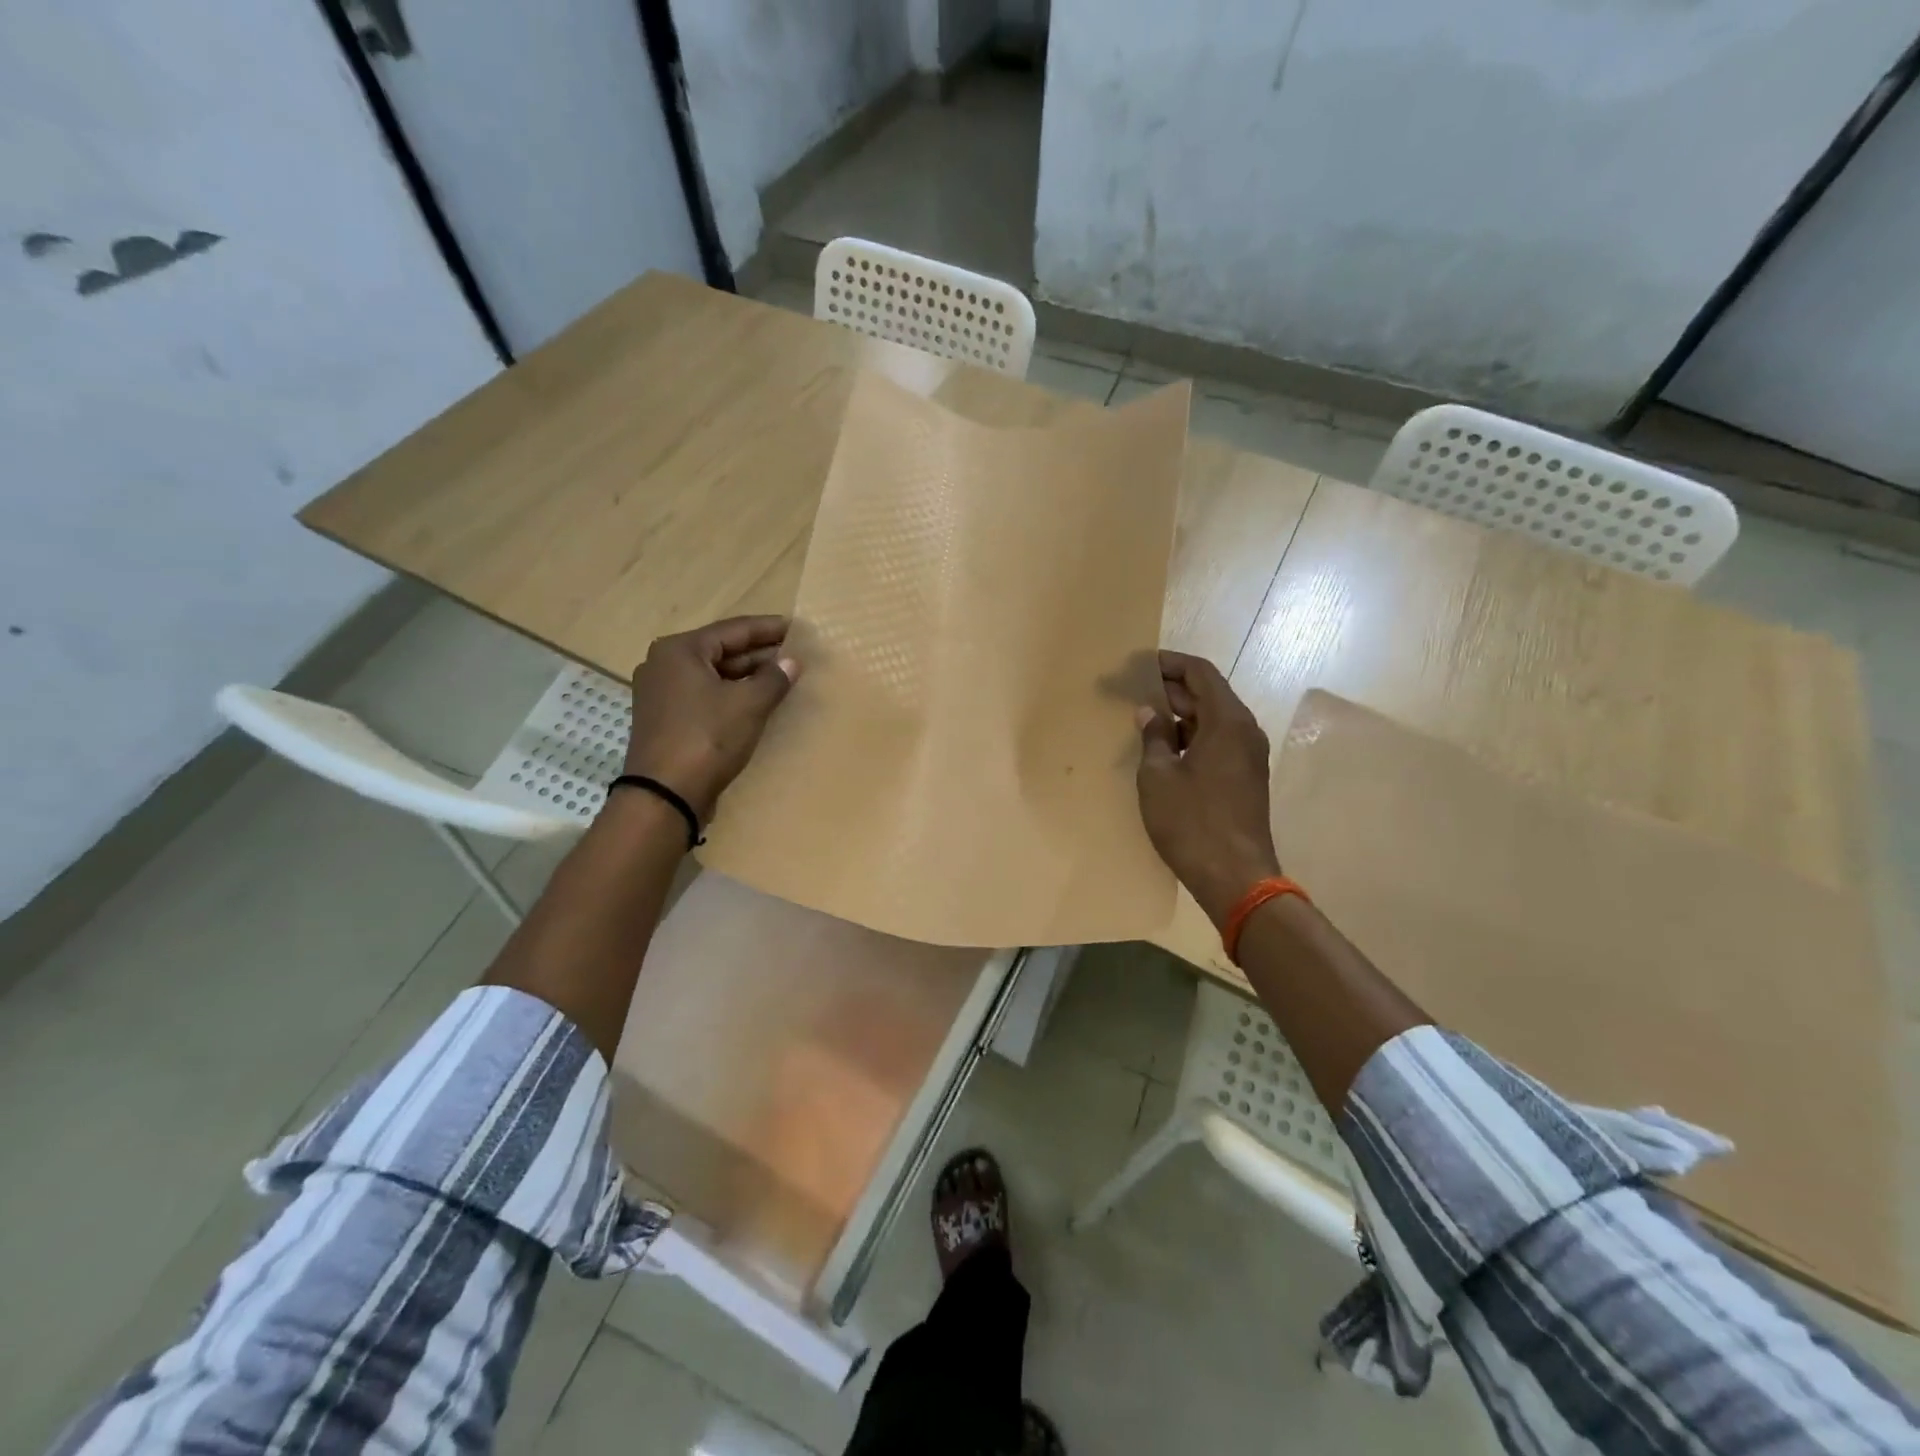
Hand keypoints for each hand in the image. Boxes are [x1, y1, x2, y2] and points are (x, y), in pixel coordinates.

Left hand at [622, 615, 799, 820]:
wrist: (665, 794)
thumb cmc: (707, 738)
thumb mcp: (748, 704)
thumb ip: (774, 678)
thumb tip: (792, 662)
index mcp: (679, 650)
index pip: (732, 630)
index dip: (767, 629)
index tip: (796, 628)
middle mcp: (664, 665)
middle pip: (720, 651)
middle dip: (758, 654)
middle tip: (793, 654)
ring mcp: (661, 694)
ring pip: (713, 676)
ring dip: (746, 676)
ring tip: (781, 677)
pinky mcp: (666, 720)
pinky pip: (704, 696)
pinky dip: (730, 695)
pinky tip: (756, 702)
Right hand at [1136, 650, 1280, 925]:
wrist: (1236, 877)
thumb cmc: (1192, 822)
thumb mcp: (1159, 776)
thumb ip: (1153, 737)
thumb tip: (1149, 713)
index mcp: (1227, 722)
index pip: (1200, 673)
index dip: (1169, 663)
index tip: (1138, 663)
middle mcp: (1244, 731)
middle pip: (1207, 694)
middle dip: (1169, 689)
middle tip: (1130, 690)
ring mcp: (1247, 756)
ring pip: (1211, 720)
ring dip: (1179, 714)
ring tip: (1141, 717)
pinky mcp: (1244, 778)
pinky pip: (1216, 742)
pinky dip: (1190, 737)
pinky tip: (1162, 748)